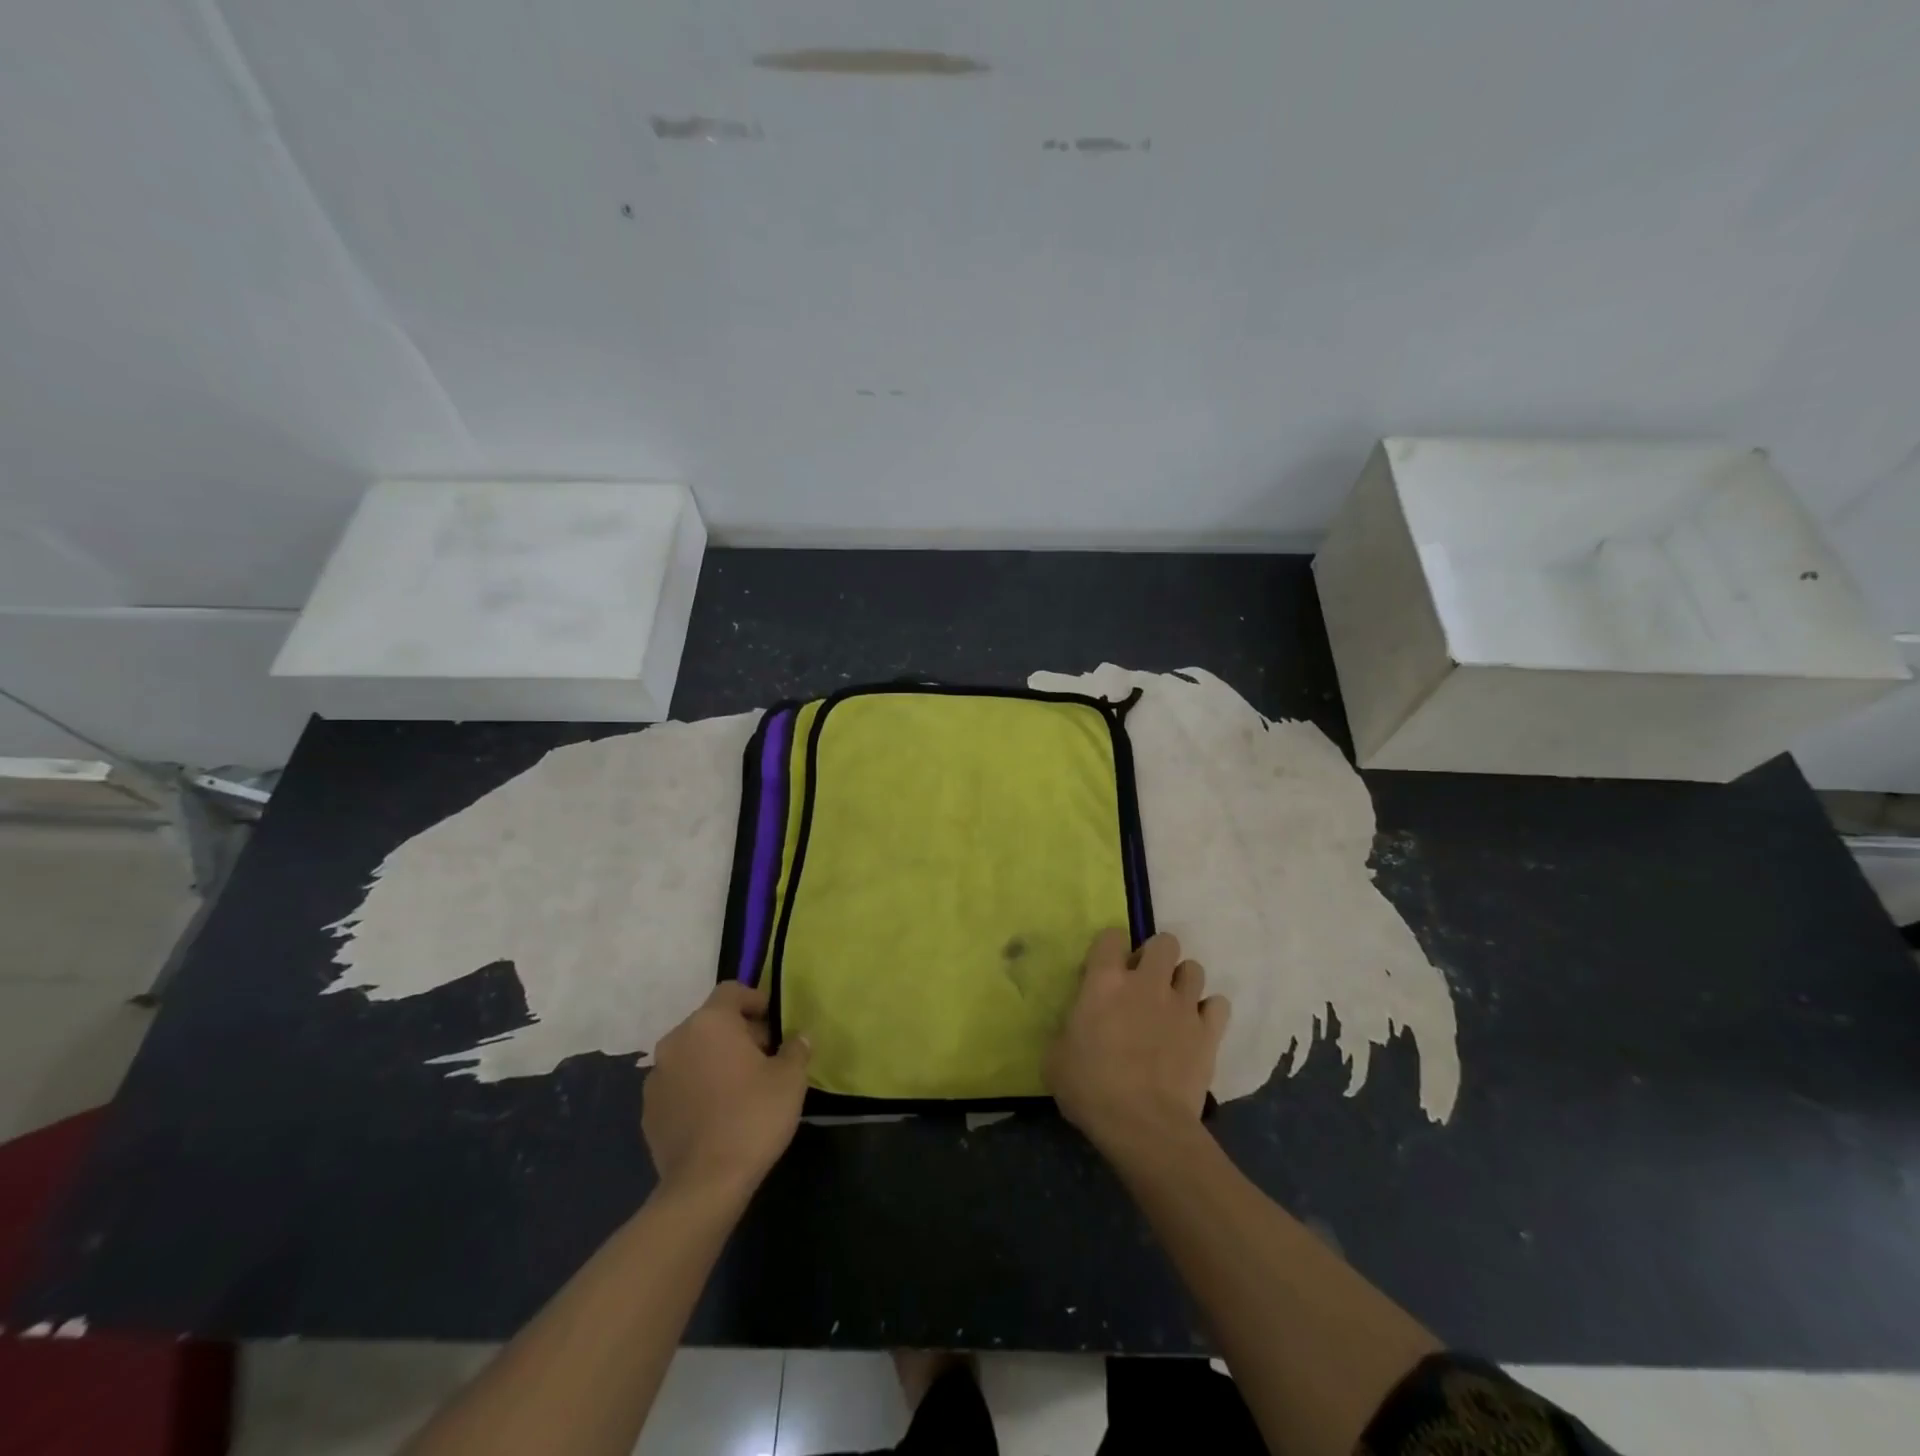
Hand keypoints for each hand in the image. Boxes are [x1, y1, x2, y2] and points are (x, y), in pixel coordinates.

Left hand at [642, 982, 809, 1199]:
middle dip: (737, 1033)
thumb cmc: (753, 1117)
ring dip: (714, 1060)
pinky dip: (696, 1087)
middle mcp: (677, 1040)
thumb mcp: (790, 1078)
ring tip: (739, 1087)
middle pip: (711, 1022)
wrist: (705, 1184)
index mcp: (710, 1023)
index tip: (774, 1022)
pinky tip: (716, 1113)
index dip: (755, 1000)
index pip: (732, 991)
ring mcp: (656, 1076)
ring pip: (692, 1053)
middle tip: (764, 1057)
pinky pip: (678, 1084)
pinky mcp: (648, 1110)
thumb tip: (799, 1038)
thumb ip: (796, 1049)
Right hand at [1045, 929, 1229, 1156]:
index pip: (1110, 936)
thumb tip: (1074, 1028)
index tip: (1105, 970)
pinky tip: (1197, 1027)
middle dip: (1156, 956)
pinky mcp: (1208, 1032)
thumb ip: (1067, 1030)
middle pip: (1164, 942)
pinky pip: (1218, 1005)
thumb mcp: (1056, 1058)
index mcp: (1105, 982)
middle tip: (1144, 983)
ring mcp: (1182, 1005)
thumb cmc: (1092, 1089)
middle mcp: (1147, 983)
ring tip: (1173, 1005)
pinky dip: (1209, 1012)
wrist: (1144, 1126)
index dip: (1109, 948)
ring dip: (1182, 982)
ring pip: (1194, 968)